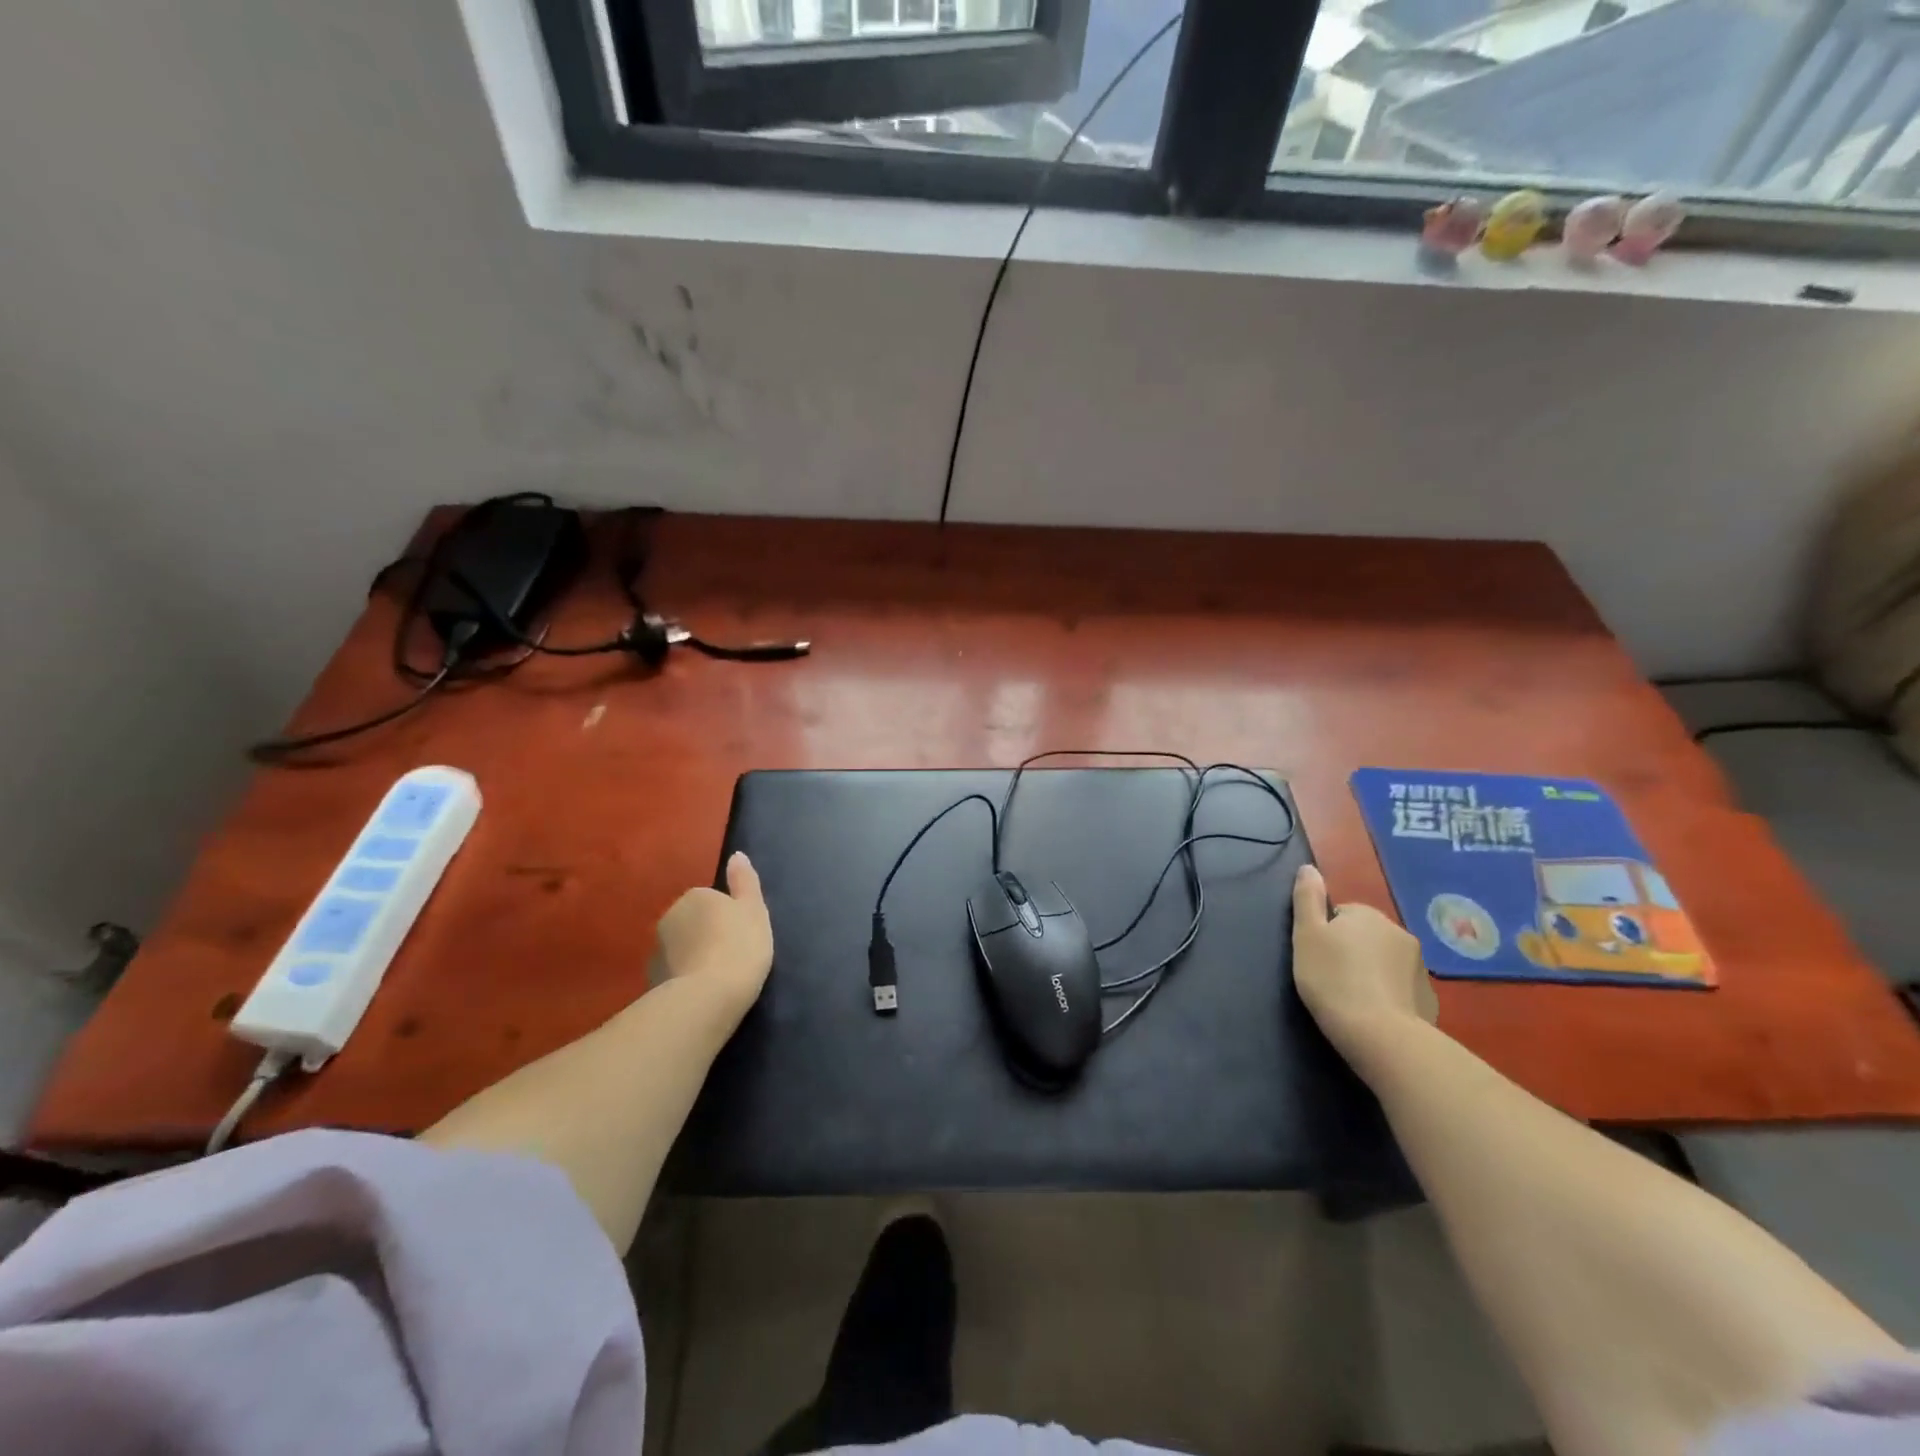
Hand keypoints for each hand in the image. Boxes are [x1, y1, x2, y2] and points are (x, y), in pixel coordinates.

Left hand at [651, 852, 773, 1016]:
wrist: (708, 997)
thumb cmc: (739, 946)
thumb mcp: (754, 909)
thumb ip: (745, 881)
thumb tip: (736, 855)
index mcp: (695, 896)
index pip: (712, 900)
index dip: (729, 917)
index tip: (741, 936)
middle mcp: (669, 917)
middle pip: (693, 922)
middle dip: (706, 935)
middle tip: (731, 955)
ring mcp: (656, 950)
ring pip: (681, 947)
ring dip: (693, 956)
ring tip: (716, 977)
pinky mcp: (651, 980)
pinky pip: (673, 972)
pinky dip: (684, 977)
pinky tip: (701, 992)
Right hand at [1291, 864, 1436, 1062]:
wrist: (1378, 1034)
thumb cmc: (1331, 978)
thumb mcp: (1306, 934)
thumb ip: (1307, 898)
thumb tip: (1309, 868)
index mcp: (1367, 915)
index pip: (1342, 915)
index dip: (1326, 935)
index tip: (1317, 957)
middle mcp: (1399, 933)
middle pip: (1366, 936)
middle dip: (1353, 951)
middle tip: (1331, 977)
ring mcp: (1419, 966)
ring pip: (1386, 961)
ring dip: (1372, 972)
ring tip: (1352, 998)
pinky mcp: (1429, 998)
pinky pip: (1401, 988)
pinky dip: (1389, 995)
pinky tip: (1374, 1014)